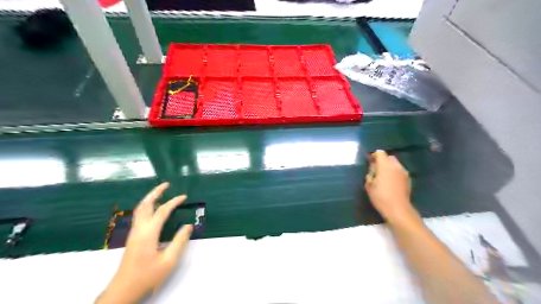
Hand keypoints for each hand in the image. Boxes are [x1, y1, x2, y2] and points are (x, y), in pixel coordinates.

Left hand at [97, 183, 194, 303]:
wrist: (123, 289)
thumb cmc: (147, 276)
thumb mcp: (168, 261)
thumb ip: (179, 241)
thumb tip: (188, 226)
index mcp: (148, 233)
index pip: (162, 211)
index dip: (173, 201)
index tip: (184, 196)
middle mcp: (139, 229)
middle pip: (145, 205)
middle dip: (155, 192)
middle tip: (166, 184)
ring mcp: (134, 233)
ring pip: (139, 209)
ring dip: (150, 198)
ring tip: (160, 192)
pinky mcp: (132, 237)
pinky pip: (139, 215)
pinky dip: (147, 206)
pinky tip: (153, 209)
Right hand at [365, 151, 419, 226]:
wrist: (398, 209)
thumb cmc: (380, 197)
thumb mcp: (369, 185)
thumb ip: (370, 174)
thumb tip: (373, 169)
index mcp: (385, 165)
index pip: (380, 153)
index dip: (374, 156)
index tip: (370, 162)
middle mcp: (396, 166)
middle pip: (389, 157)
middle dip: (382, 160)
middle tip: (376, 170)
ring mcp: (404, 172)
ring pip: (395, 164)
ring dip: (389, 167)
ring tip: (383, 177)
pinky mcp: (408, 179)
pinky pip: (399, 171)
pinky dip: (394, 173)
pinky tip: (390, 182)